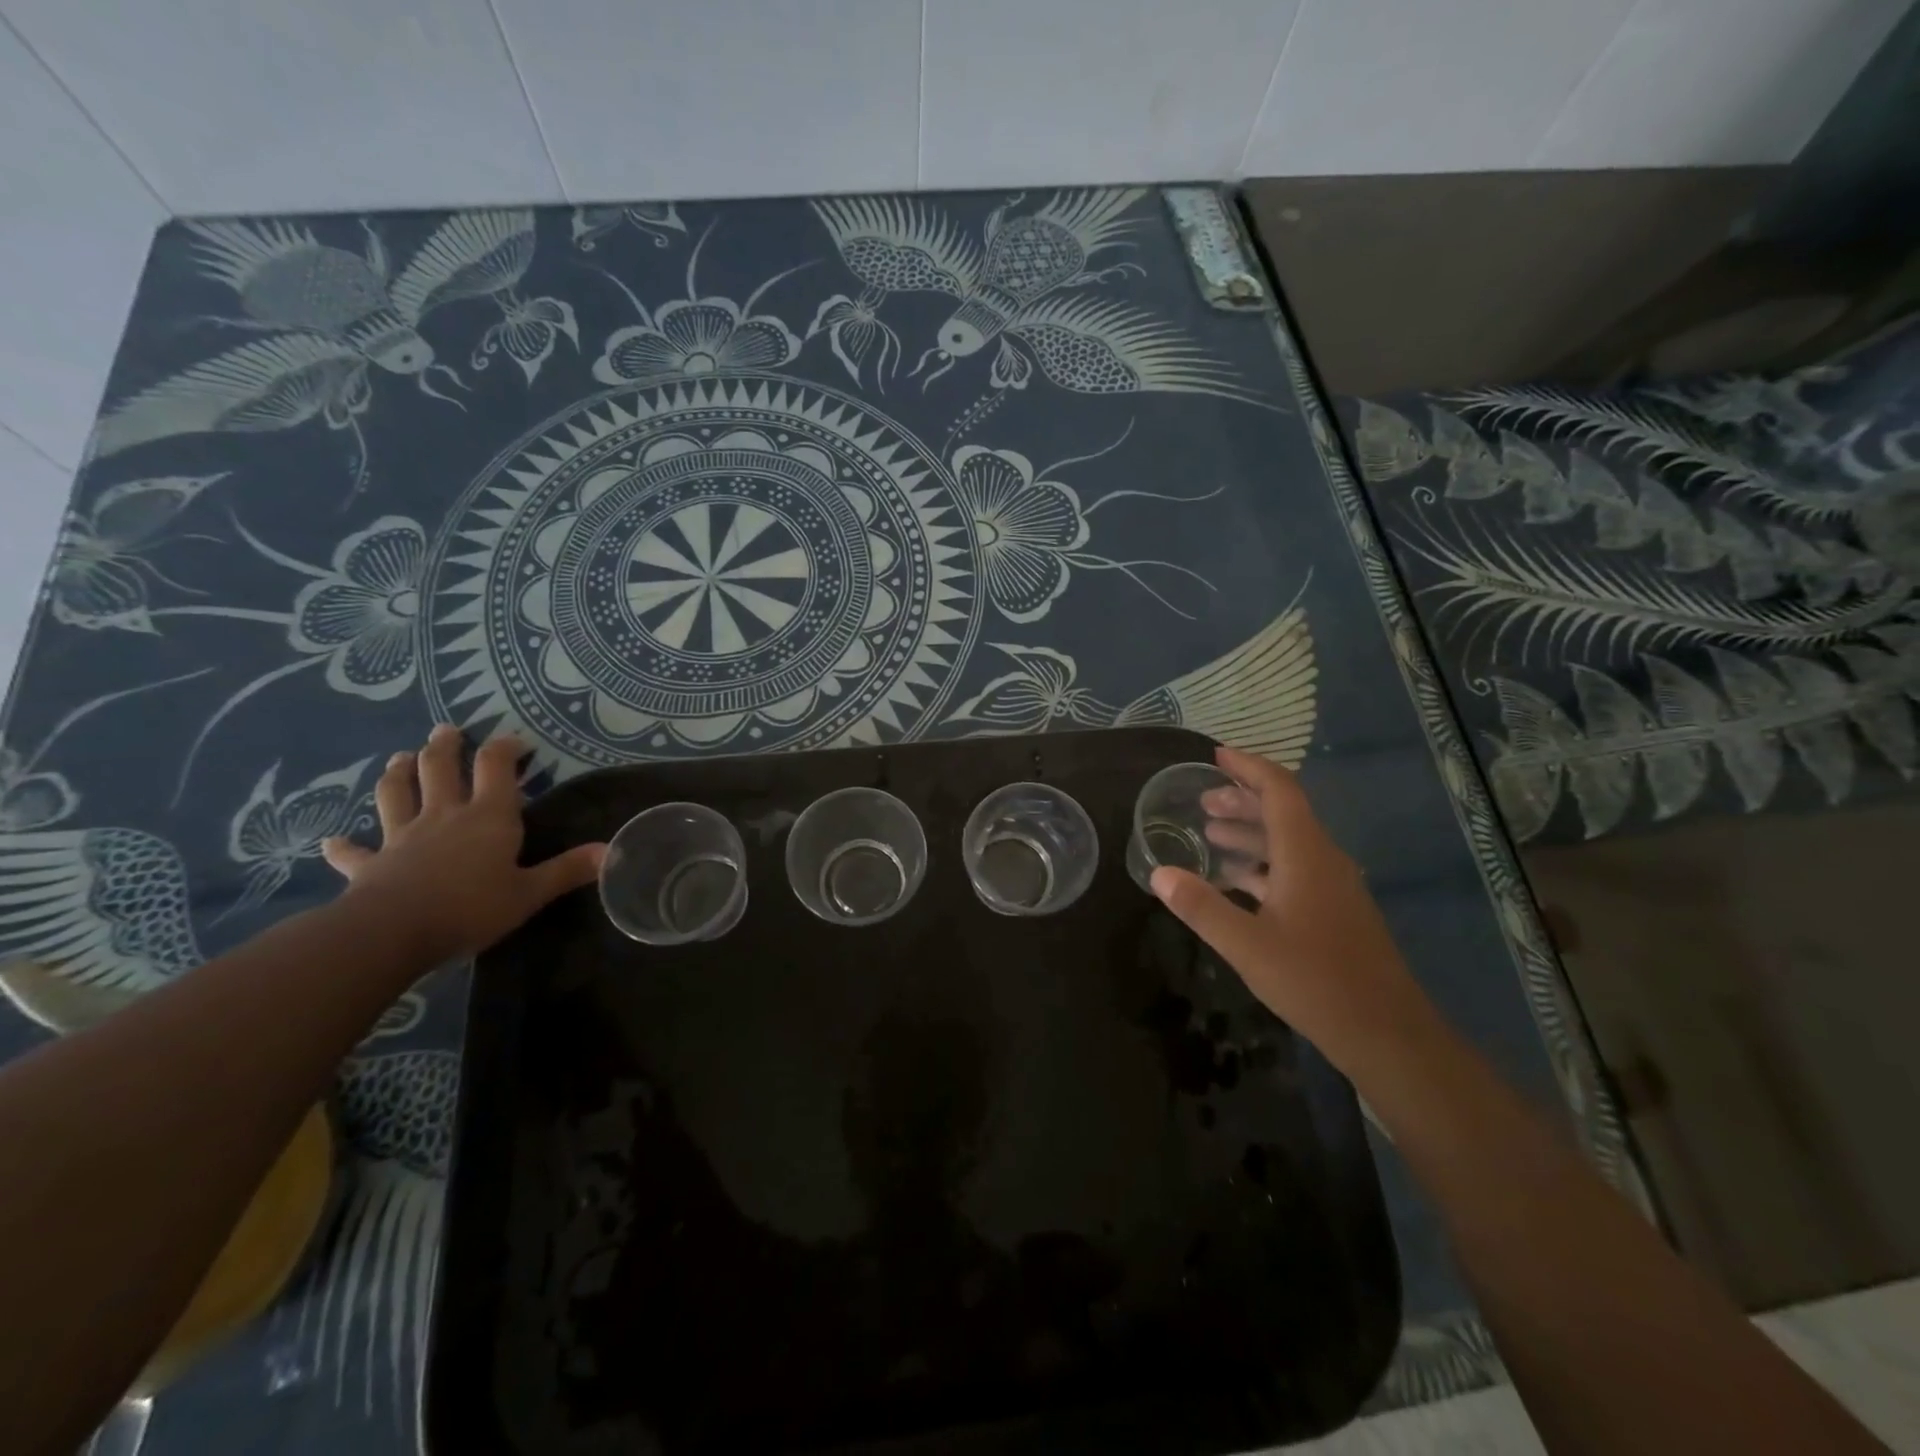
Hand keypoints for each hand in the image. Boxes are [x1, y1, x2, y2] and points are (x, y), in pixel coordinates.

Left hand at [321, 725, 604, 961]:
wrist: (391, 932)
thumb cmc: (470, 908)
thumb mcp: (530, 892)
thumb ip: (567, 870)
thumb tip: (611, 851)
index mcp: (488, 817)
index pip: (497, 767)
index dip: (505, 748)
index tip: (515, 740)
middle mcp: (444, 815)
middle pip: (440, 769)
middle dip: (445, 746)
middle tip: (446, 730)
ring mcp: (402, 836)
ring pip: (396, 794)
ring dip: (397, 774)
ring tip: (399, 758)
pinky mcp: (371, 864)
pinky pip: (354, 852)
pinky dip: (343, 846)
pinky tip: (331, 841)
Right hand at [1149, 745, 1433, 1072]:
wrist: (1386, 1034)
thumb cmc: (1315, 981)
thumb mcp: (1246, 945)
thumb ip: (1201, 906)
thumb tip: (1159, 873)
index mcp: (1306, 854)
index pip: (1279, 790)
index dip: (1248, 767)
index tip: (1216, 755)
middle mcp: (1323, 860)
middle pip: (1282, 813)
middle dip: (1242, 800)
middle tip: (1202, 800)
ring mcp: (1333, 887)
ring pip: (1288, 842)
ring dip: (1250, 832)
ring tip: (1210, 833)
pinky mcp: (1334, 911)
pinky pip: (1294, 869)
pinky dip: (1262, 864)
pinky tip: (1235, 881)